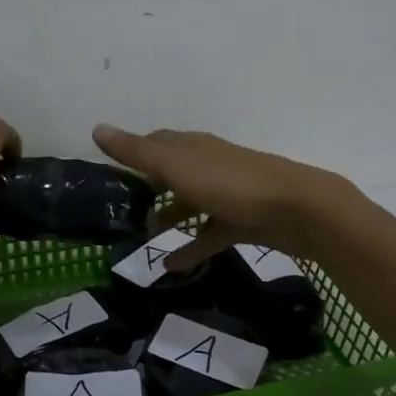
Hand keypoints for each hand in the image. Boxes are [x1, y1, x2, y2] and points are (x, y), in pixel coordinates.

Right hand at [91, 124, 356, 270]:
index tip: (114, 167)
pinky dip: (192, 248)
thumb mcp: (177, 167)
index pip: (159, 141)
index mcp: (194, 147)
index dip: (136, 150)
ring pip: (192, 203)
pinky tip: (172, 267)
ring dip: (171, 217)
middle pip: (175, 171)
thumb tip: (96, 128)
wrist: (299, 209)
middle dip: (151, 184)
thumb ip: (137, 152)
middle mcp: (210, 165)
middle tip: (126, 205)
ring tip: (145, 236)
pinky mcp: (245, 221)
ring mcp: (230, 194)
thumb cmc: (232, 184)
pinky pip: (211, 234)